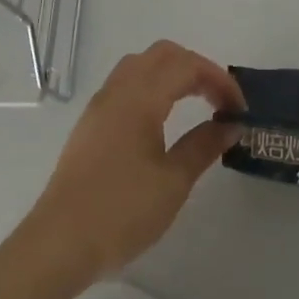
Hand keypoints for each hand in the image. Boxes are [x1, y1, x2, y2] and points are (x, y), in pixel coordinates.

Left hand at [25, 40, 244, 280]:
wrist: (59, 244)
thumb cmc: (121, 211)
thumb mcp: (173, 182)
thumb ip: (204, 146)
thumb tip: (230, 125)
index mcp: (141, 97)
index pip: (187, 66)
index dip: (219, 80)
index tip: (240, 110)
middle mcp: (118, 90)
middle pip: (163, 54)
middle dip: (197, 68)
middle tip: (219, 100)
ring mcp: (100, 105)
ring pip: (141, 65)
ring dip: (172, 73)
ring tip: (195, 103)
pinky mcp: (90, 123)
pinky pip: (126, 83)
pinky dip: (152, 85)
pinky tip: (162, 117)